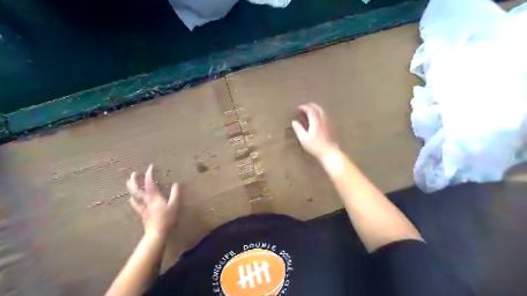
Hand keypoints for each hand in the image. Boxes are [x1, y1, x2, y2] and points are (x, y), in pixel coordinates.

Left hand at [126, 166, 180, 236]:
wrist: (157, 233)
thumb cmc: (167, 219)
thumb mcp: (175, 205)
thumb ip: (175, 194)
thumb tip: (176, 184)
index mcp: (154, 197)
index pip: (150, 183)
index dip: (149, 174)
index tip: (151, 166)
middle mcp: (146, 200)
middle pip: (136, 189)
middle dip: (135, 180)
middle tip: (134, 173)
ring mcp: (142, 207)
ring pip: (134, 195)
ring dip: (131, 188)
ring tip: (130, 183)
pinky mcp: (142, 213)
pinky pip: (135, 205)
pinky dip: (133, 200)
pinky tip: (131, 199)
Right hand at [290, 103, 338, 160]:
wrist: (330, 152)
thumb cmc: (315, 147)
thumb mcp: (304, 139)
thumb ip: (298, 129)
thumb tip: (294, 121)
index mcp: (316, 121)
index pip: (310, 109)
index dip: (303, 107)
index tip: (298, 108)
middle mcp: (323, 119)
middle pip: (317, 108)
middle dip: (310, 106)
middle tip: (304, 107)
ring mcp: (329, 122)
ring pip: (322, 111)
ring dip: (315, 109)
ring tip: (310, 111)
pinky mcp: (332, 126)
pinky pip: (325, 115)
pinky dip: (320, 113)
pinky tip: (318, 118)